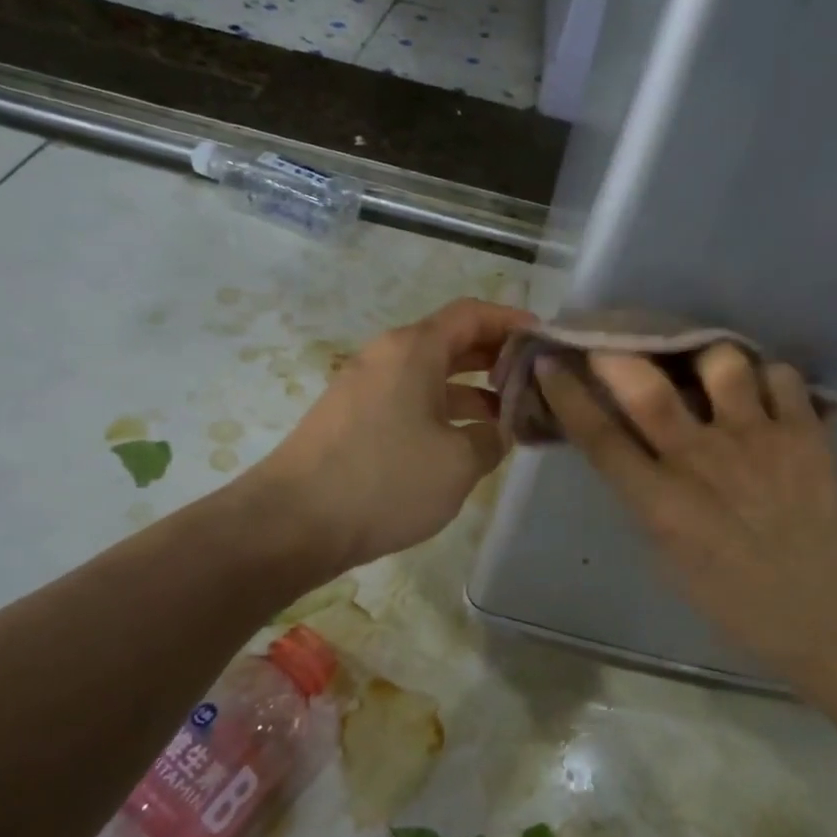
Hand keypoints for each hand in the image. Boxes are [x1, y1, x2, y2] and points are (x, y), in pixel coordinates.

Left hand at [261, 298, 534, 568]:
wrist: (292, 522)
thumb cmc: (385, 481)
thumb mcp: (458, 463)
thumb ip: (492, 438)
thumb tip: (498, 430)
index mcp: (414, 349)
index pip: (472, 314)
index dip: (512, 321)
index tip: (544, 339)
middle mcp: (387, 355)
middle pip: (451, 341)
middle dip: (495, 357)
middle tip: (533, 380)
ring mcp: (364, 385)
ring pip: (429, 373)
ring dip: (470, 389)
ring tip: (508, 417)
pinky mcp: (351, 416)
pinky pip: (407, 398)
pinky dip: (440, 409)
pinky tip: (462, 441)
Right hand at [537, 345, 836, 676]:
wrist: (815, 613)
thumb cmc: (725, 592)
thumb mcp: (663, 549)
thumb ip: (641, 489)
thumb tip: (625, 438)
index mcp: (660, 502)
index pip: (599, 436)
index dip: (568, 394)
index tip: (550, 363)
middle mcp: (703, 462)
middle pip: (649, 389)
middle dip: (620, 356)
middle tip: (615, 342)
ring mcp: (758, 442)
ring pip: (723, 364)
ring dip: (705, 358)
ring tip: (707, 367)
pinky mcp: (806, 436)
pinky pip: (782, 377)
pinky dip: (767, 376)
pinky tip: (761, 390)